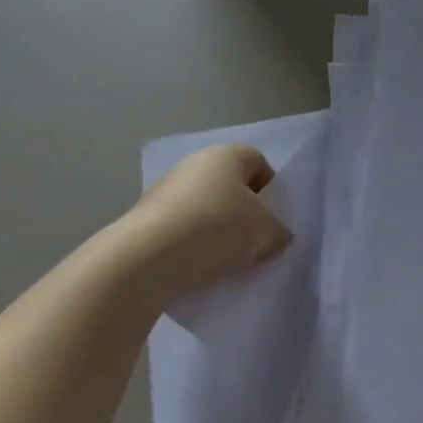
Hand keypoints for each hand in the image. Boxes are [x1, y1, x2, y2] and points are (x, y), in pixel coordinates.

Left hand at [118, 144, 293, 303]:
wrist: (150, 257)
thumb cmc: (219, 227)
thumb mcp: (267, 231)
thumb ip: (279, 231)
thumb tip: (276, 236)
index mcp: (226, 154)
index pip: (258, 162)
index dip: (271, 190)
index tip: (274, 218)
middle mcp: (193, 164)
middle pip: (229, 187)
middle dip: (243, 212)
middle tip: (254, 241)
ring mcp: (164, 191)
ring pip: (204, 209)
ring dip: (216, 231)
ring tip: (226, 260)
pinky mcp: (143, 220)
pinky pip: (181, 230)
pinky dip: (192, 246)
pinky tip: (199, 267)